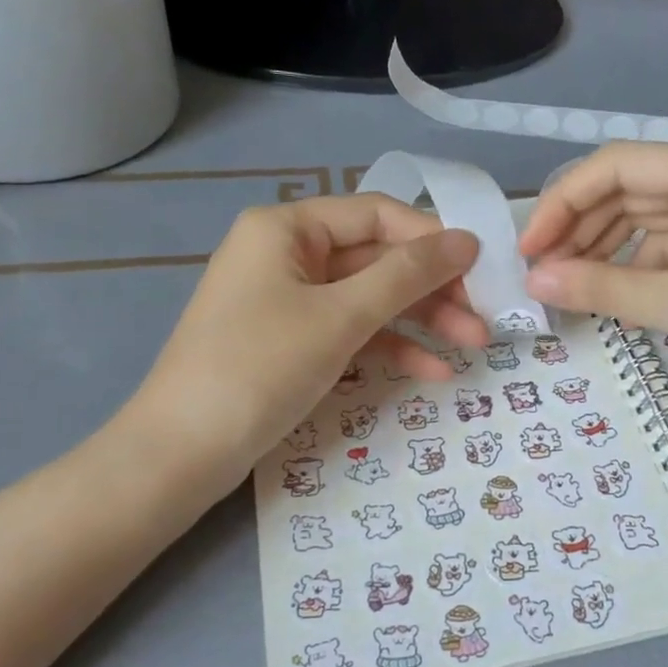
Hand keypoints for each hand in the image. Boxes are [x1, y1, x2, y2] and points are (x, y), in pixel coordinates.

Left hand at [124, 195, 486, 484]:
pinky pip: (350, 331)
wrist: (183, 453)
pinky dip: (389, 346)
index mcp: (287, 227)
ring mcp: (289, 299)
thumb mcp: (340, 317)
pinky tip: (433, 371)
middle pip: (377, 258)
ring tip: (473, 345)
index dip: (433, 238)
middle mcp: (288, 253)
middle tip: (485, 317)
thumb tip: (468, 240)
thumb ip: (407, 275)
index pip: (378, 214)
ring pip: (370, 298)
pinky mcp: (293, 341)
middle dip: (432, 288)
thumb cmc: (260, 367)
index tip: (482, 267)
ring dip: (421, 320)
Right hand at [520, 143, 667, 425]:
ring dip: (602, 249)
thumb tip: (534, 278)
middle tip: (540, 272)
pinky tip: (608, 296)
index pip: (620, 164)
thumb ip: (604, 288)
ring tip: (564, 284)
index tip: (531, 247)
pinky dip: (632, 270)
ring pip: (644, 221)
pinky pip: (666, 251)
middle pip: (629, 190)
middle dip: (580, 226)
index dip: (565, 199)